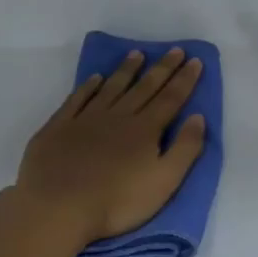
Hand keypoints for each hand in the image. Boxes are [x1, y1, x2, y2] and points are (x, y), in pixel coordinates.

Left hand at [14, 48, 207, 246]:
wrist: (59, 207)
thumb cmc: (118, 201)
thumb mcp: (165, 182)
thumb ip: (185, 149)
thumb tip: (198, 117)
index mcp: (145, 130)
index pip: (171, 99)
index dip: (185, 80)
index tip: (195, 60)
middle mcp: (118, 117)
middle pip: (144, 88)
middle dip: (162, 68)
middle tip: (174, 49)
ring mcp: (86, 119)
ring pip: (111, 88)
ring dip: (126, 70)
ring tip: (137, 54)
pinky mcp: (59, 127)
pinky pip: (77, 99)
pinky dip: (88, 86)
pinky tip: (95, 78)